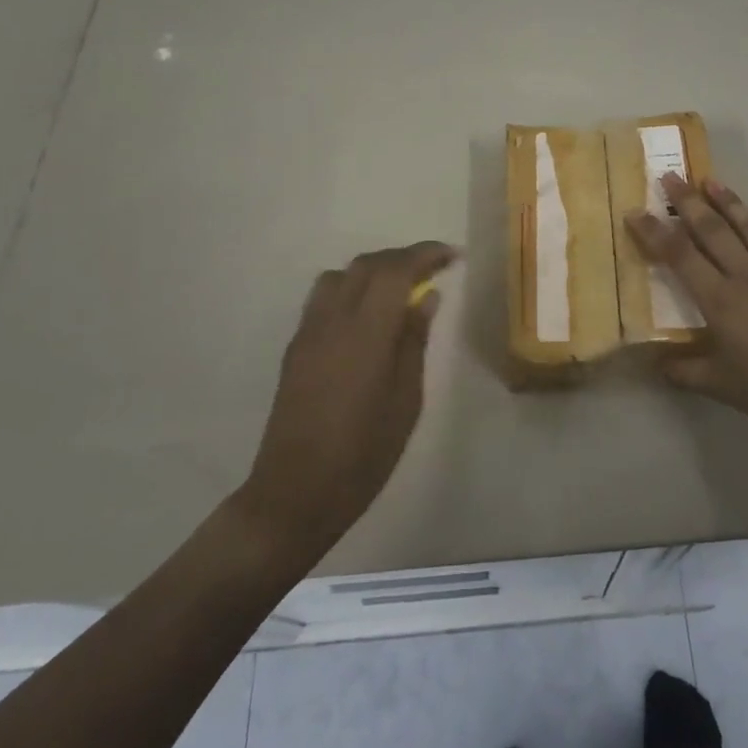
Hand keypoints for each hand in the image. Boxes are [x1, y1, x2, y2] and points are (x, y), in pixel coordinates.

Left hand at [236, 241, 455, 559]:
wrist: (295, 492)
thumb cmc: (363, 453)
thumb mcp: (406, 400)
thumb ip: (414, 341)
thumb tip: (425, 298)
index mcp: (366, 331)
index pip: (396, 270)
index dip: (425, 255)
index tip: (452, 256)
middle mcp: (333, 319)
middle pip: (367, 264)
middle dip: (403, 258)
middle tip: (433, 269)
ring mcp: (309, 331)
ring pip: (340, 275)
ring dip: (373, 270)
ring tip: (399, 288)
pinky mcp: (295, 348)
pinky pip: (323, 297)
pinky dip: (351, 288)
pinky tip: (367, 316)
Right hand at [627, 177, 747, 457]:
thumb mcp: (720, 387)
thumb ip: (683, 371)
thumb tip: (654, 363)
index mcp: (721, 301)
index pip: (680, 256)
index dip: (654, 232)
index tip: (635, 212)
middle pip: (712, 230)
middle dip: (688, 202)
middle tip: (669, 176)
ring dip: (729, 202)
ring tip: (711, 180)